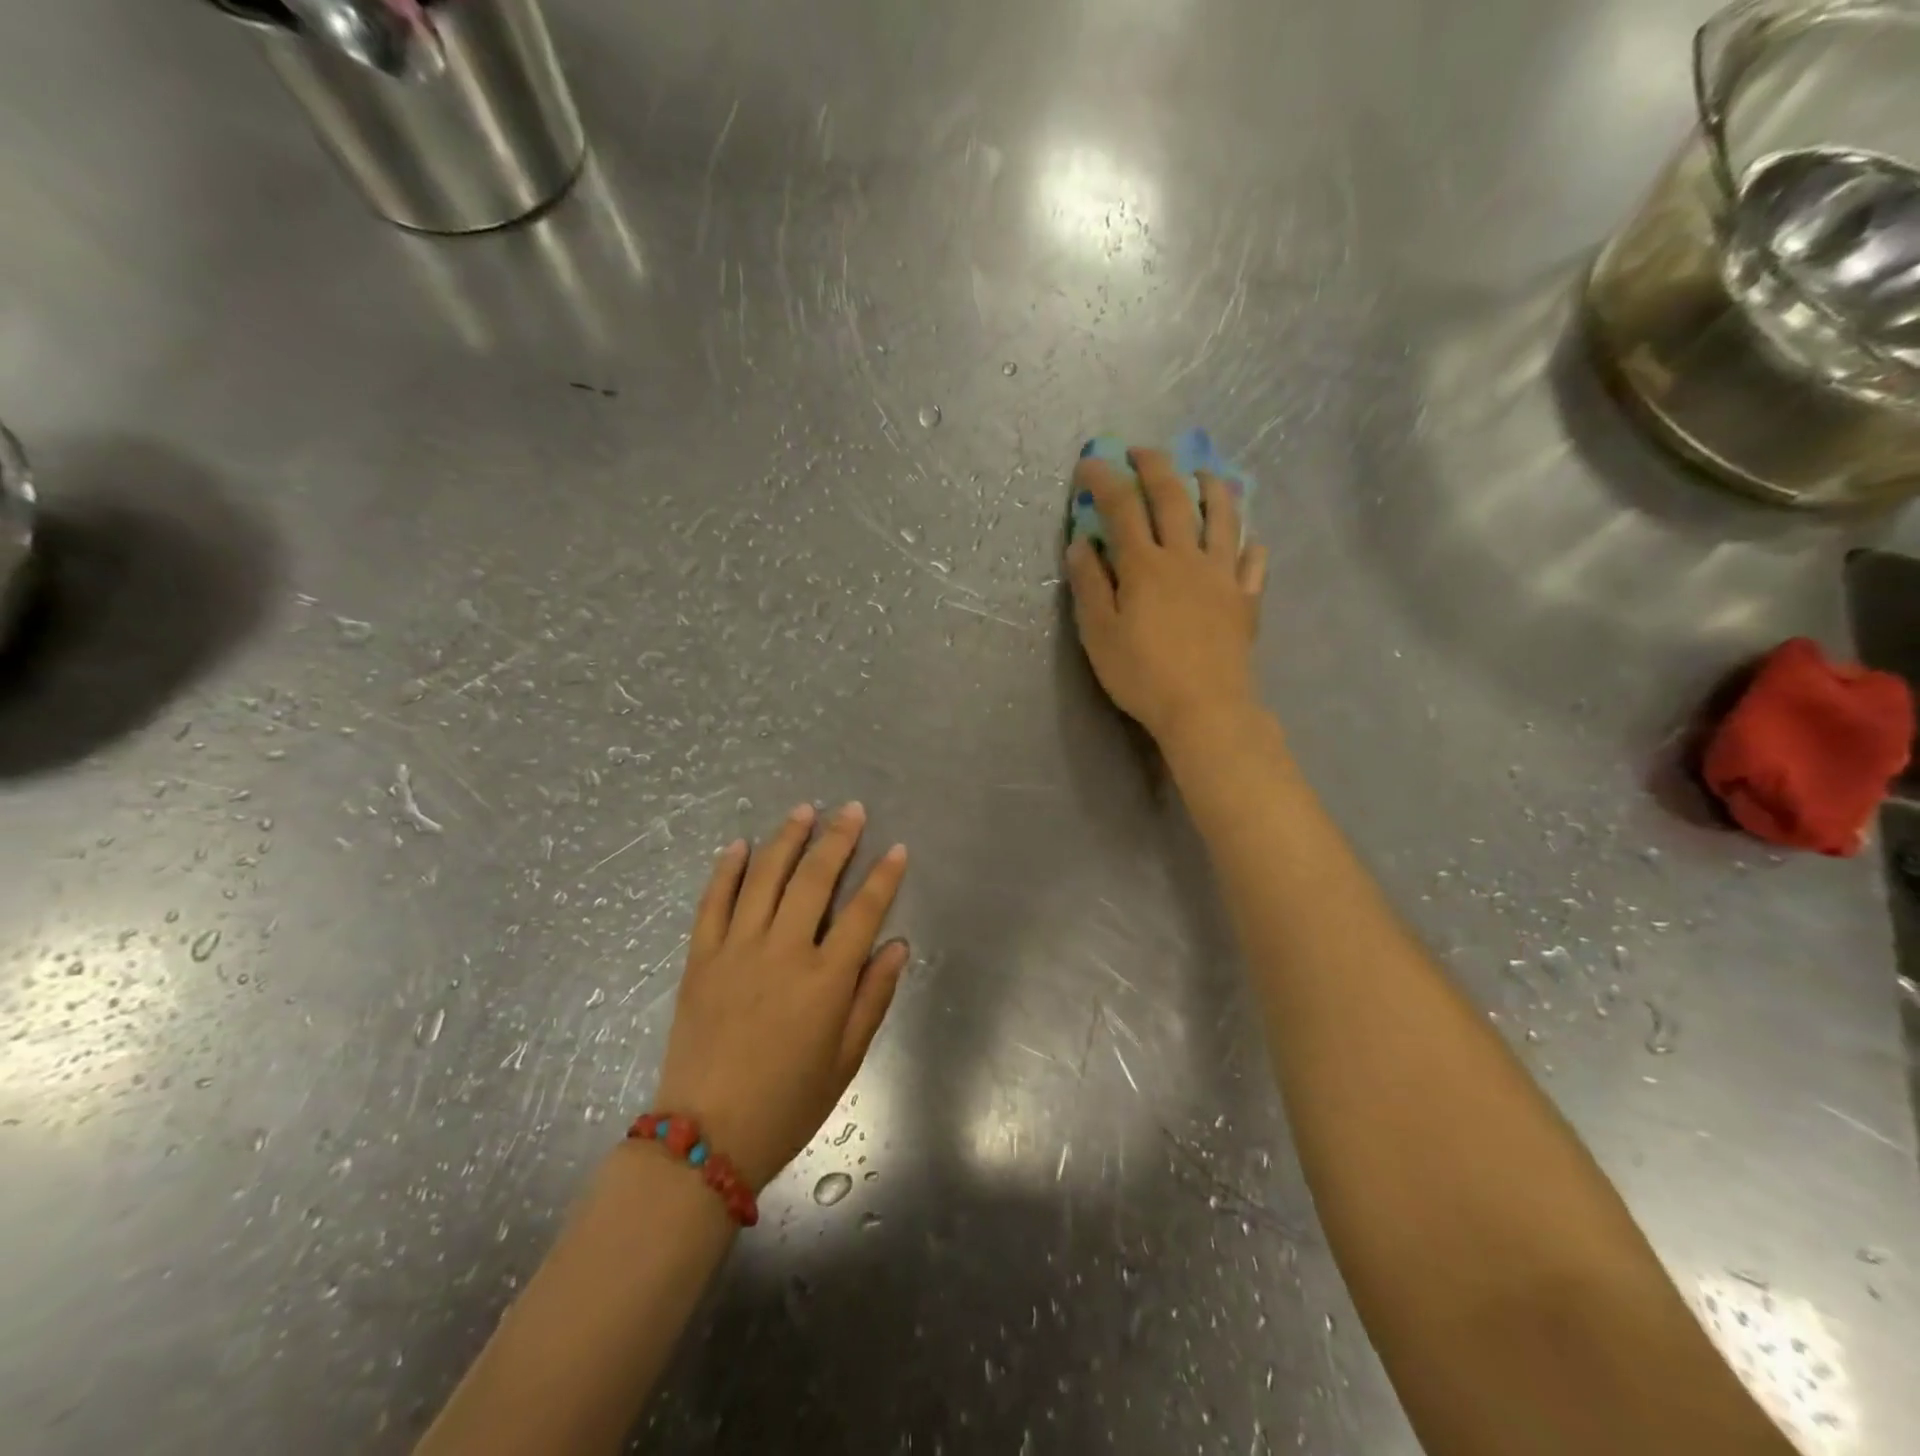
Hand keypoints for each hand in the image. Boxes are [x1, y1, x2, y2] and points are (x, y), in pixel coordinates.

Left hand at [655, 803, 908, 1191]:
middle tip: (851, 810)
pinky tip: (739, 845)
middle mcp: (783, 951)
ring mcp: (736, 950)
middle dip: (837, 839)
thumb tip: (896, 945)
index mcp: (825, 979)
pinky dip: (726, 870)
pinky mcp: (701, 958)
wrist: (705, 1137)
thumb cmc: (788, 1103)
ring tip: (804, 811)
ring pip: (764, 878)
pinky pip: (713, 902)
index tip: (897, 849)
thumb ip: (873, 997)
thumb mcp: (846, 1060)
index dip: (884, 877)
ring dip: (786, 840)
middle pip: (815, 880)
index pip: (864, 911)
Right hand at [1064, 446, 1267, 744]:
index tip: (1089, 464)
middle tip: (1142, 451)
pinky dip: (1250, 545)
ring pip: (1223, 518)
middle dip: (1155, 466)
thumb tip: (1081, 544)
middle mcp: (1186, 558)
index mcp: (1145, 565)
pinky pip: (1253, 563)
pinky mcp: (1246, 600)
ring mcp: (1222, 576)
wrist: (1204, 707)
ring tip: (1205, 473)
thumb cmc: (1142, 674)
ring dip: (1212, 488)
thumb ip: (1089, 585)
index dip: (1104, 480)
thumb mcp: (1099, 633)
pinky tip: (1250, 539)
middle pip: (1173, 498)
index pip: (1121, 508)